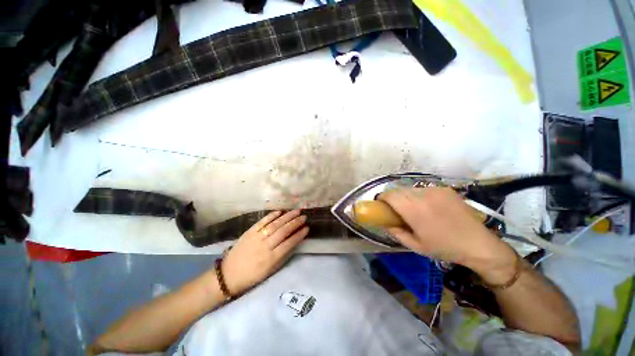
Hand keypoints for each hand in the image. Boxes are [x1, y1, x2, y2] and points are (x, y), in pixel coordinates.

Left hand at [221, 210, 308, 295]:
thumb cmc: (253, 275)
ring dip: (287, 217)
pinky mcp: (249, 232)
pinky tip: (280, 211)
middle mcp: (265, 246)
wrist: (229, 274)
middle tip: (304, 216)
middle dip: (295, 223)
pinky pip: (262, 222)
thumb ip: (283, 255)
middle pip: (283, 231)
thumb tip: (294, 241)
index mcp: (271, 258)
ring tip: (296, 211)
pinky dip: (271, 216)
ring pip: (275, 224)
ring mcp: (256, 238)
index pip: (289, 243)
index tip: (307, 228)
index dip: (299, 235)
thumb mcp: (270, 270)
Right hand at [380, 187, 516, 284]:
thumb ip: (397, 233)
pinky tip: (428, 206)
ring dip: (406, 196)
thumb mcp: (416, 246)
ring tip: (413, 208)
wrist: (479, 244)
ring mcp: (435, 190)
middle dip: (393, 198)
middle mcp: (423, 195)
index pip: (390, 195)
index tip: (381, 205)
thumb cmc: (445, 248)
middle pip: (398, 190)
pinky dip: (419, 196)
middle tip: (396, 209)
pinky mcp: (445, 189)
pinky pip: (424, 189)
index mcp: (414, 210)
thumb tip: (385, 223)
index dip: (382, 198)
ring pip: (410, 189)